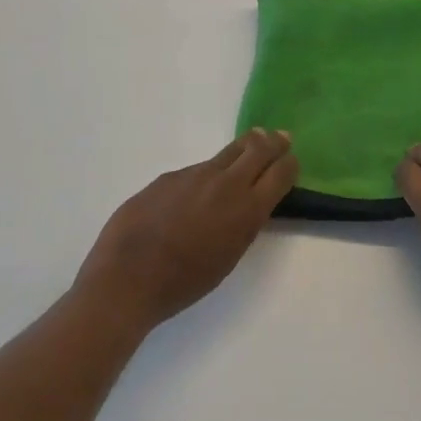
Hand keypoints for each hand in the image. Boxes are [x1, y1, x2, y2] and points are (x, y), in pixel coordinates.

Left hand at [75, 129, 298, 332]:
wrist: (128, 278)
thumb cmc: (183, 283)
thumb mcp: (228, 257)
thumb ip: (242, 224)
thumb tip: (247, 204)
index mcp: (246, 210)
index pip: (280, 173)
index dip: (289, 164)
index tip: (292, 160)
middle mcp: (225, 183)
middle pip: (258, 149)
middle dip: (273, 142)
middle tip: (281, 137)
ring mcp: (195, 174)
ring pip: (227, 153)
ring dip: (243, 149)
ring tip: (250, 146)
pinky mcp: (169, 176)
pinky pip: (197, 170)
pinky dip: (207, 174)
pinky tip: (197, 191)